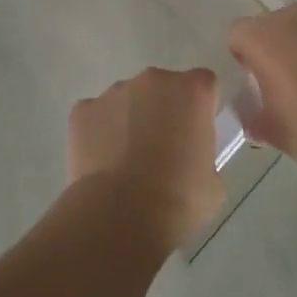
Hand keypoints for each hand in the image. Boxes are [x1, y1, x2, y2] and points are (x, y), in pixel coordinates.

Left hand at [68, 67, 225, 251]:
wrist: (121, 216)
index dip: (201, 109)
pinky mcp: (83, 110)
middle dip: (165, 111)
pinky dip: (99, 132)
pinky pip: (96, 115)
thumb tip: (190, 159)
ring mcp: (115, 91)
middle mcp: (154, 80)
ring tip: (128, 161)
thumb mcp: (213, 184)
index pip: (204, 85)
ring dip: (131, 119)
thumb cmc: (178, 200)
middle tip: (164, 150)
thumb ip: (204, 156)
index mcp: (192, 91)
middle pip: (164, 87)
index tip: (197, 135)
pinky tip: (103, 164)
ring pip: (128, 99)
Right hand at [227, 5, 296, 184]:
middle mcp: (295, 16)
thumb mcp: (275, 134)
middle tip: (294, 86)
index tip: (258, 84)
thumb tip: (254, 114)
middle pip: (277, 26)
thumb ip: (255, 117)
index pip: (239, 35)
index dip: (246, 58)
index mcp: (263, 38)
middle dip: (281, 49)